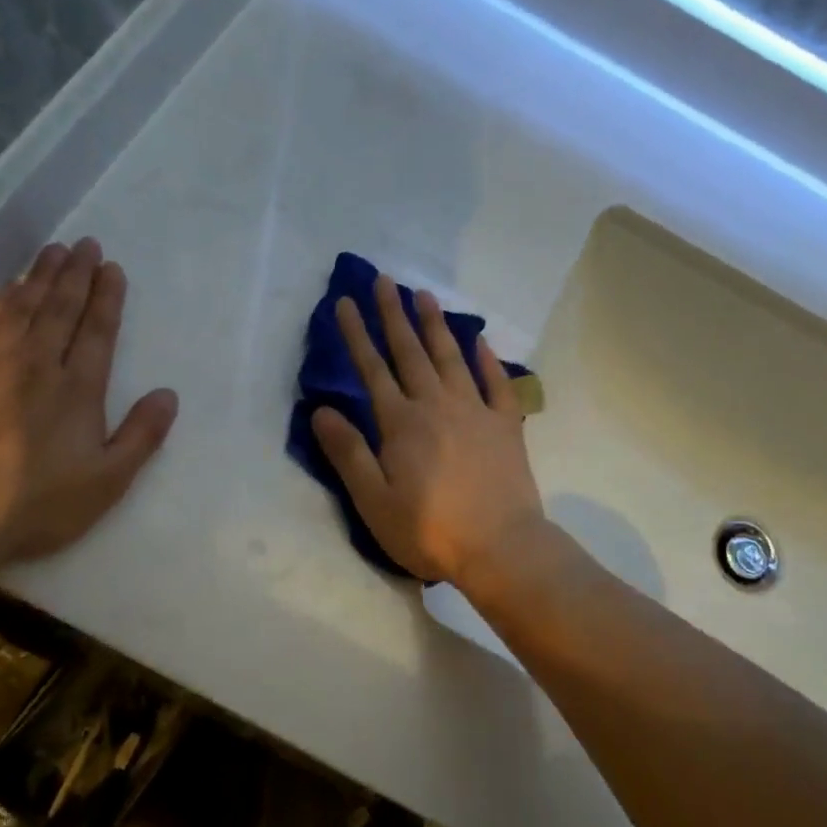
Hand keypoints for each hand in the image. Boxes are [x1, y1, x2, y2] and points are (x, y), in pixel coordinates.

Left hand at [0, 237, 178, 573]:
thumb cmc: (36, 504)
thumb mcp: (107, 482)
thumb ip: (141, 436)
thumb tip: (167, 394)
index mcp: (77, 389)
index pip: (97, 330)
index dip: (107, 297)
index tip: (112, 267)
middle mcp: (35, 363)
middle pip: (59, 307)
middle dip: (76, 273)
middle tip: (85, 243)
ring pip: (20, 306)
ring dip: (39, 275)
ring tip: (53, 251)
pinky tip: (5, 290)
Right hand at [311, 273, 545, 586]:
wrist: (500, 546)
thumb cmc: (429, 530)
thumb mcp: (374, 500)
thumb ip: (348, 453)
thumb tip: (321, 410)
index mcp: (401, 423)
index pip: (372, 369)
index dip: (357, 335)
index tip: (345, 302)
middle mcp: (436, 405)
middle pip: (411, 352)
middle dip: (393, 314)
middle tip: (384, 280)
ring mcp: (475, 411)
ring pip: (451, 357)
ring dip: (436, 325)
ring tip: (424, 294)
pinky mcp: (506, 425)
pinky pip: (497, 383)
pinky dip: (488, 360)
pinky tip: (481, 341)